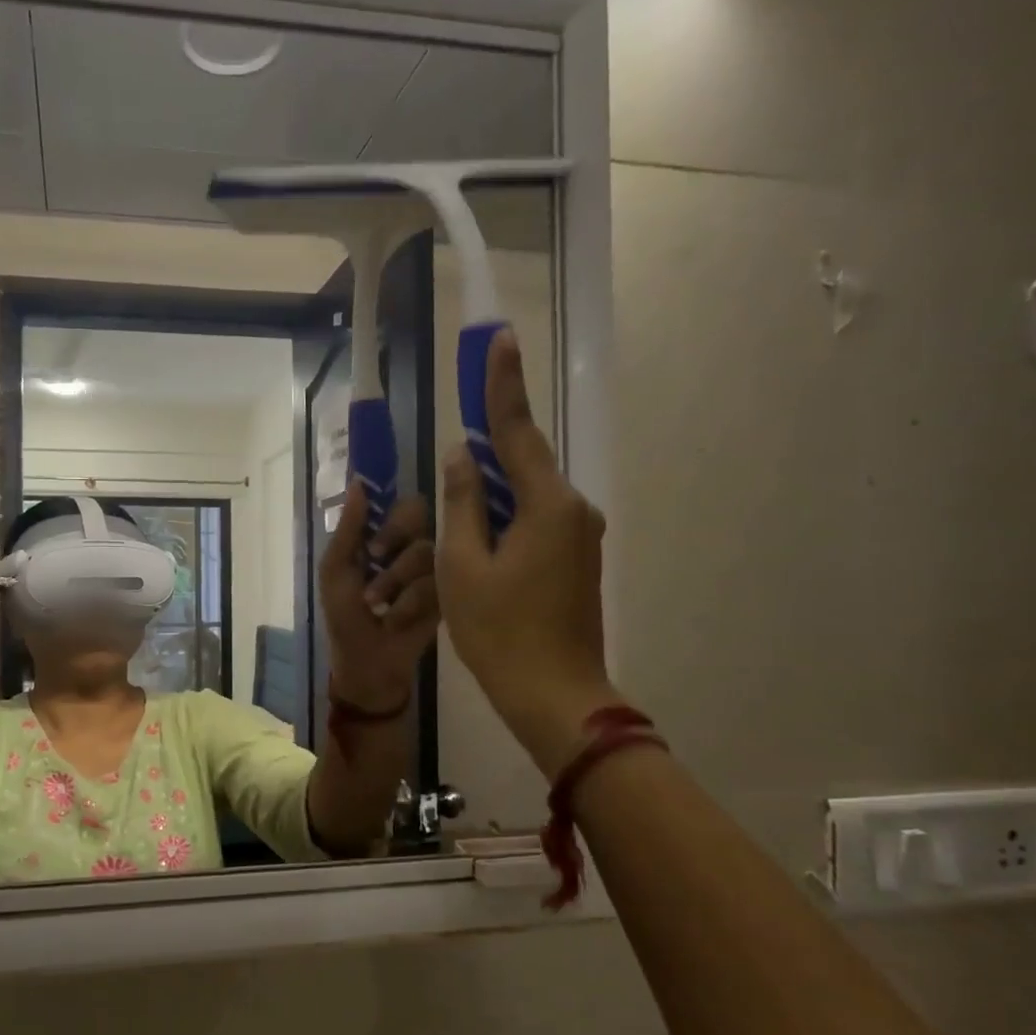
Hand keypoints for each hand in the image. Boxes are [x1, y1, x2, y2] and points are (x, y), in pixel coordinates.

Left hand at [319, 486, 439, 710]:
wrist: (368, 663)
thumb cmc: (345, 616)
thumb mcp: (336, 571)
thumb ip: (348, 529)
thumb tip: (358, 483)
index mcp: (385, 536)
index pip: (402, 504)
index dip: (391, 514)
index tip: (375, 539)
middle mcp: (413, 546)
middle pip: (420, 516)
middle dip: (395, 537)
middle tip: (376, 559)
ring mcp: (434, 570)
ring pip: (426, 550)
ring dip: (394, 579)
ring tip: (378, 605)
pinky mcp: (448, 595)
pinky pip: (437, 582)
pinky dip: (409, 603)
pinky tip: (396, 620)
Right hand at [437, 328, 619, 772]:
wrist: (555, 695)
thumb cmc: (499, 632)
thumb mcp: (463, 565)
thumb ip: (463, 503)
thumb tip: (463, 456)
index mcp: (547, 505)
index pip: (518, 431)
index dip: (502, 385)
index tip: (499, 339)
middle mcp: (573, 510)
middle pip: (522, 463)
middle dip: (488, 449)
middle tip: (457, 434)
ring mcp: (579, 537)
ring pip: (526, 496)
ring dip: (491, 493)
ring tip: (456, 507)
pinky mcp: (576, 560)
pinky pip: (534, 522)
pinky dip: (504, 519)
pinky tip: (478, 538)